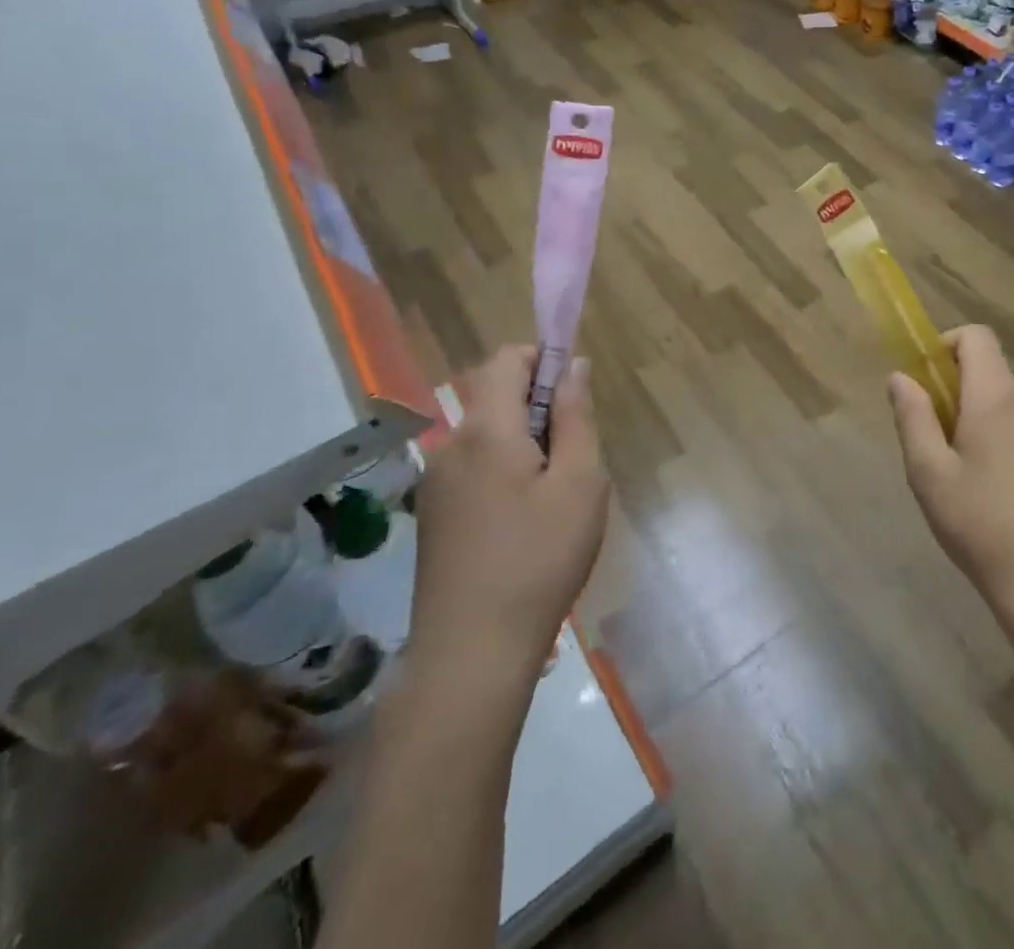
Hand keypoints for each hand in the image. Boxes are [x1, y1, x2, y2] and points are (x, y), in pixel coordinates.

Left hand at [410, 345, 609, 692]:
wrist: (472, 654)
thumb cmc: (540, 559)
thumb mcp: (580, 482)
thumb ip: (576, 416)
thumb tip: (573, 365)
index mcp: (486, 429)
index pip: (506, 359)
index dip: (542, 360)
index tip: (573, 397)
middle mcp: (450, 444)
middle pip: (494, 396)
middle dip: (537, 406)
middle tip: (573, 455)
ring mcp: (435, 482)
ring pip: (486, 434)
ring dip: (522, 442)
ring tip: (553, 496)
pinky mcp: (433, 514)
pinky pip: (473, 467)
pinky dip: (502, 471)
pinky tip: (523, 524)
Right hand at [888, 326, 1013, 637]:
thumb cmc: (981, 525)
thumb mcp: (929, 473)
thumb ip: (913, 417)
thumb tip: (900, 377)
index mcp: (998, 397)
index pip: (977, 337)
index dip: (947, 344)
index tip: (928, 382)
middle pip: (992, 375)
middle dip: (961, 396)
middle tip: (940, 448)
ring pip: (1011, 407)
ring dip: (987, 423)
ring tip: (972, 480)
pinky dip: (1012, 444)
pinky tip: (1006, 495)